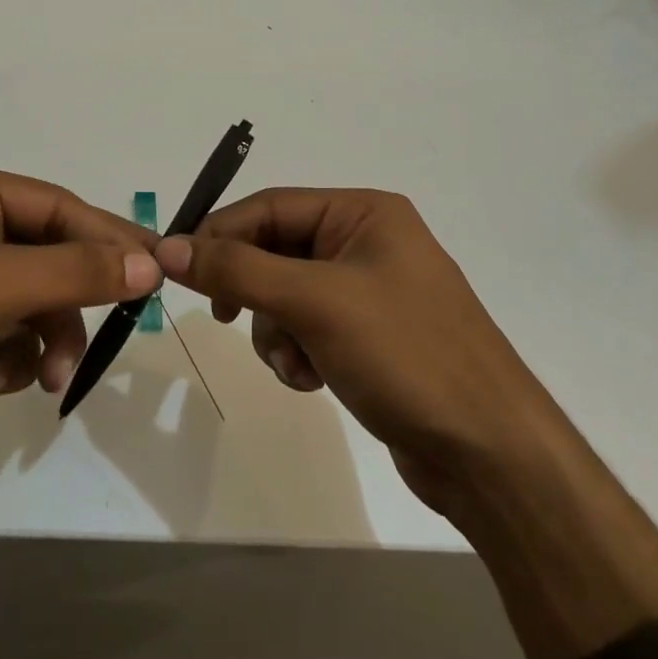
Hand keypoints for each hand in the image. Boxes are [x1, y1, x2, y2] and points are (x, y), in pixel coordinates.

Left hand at [0, 161, 160, 573]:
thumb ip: (72, 272)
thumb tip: (150, 263)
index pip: (57, 206)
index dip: (109, 239)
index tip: (158, 273)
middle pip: (47, 251)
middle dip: (71, 300)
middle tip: (115, 333)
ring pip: (30, 295)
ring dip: (46, 336)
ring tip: (44, 379)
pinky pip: (3, 325)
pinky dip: (12, 354)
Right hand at [153, 188, 540, 522]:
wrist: (488, 451)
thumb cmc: (405, 354)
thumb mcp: (315, 302)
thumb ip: (238, 270)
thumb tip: (169, 248)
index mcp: (364, 213)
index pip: (269, 206)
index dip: (220, 234)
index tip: (177, 269)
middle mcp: (367, 242)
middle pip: (275, 250)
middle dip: (254, 291)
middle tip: (229, 319)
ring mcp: (369, 291)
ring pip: (284, 295)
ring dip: (276, 331)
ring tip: (297, 364)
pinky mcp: (368, 336)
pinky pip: (307, 328)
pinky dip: (297, 352)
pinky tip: (313, 380)